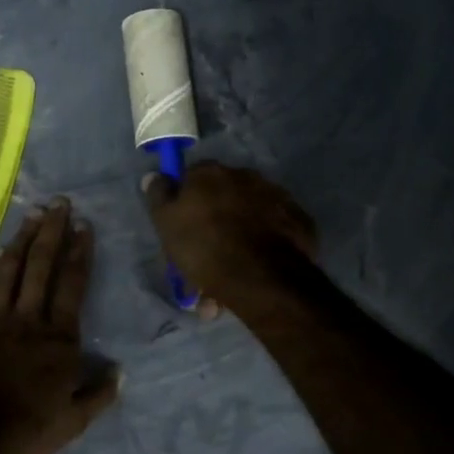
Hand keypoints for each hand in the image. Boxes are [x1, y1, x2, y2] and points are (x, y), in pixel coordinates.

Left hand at [0, 198, 121, 453]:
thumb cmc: (25, 433)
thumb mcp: (73, 423)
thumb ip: (97, 395)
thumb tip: (120, 372)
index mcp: (58, 339)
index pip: (73, 285)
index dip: (80, 252)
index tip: (85, 226)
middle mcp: (27, 319)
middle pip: (41, 266)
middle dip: (53, 232)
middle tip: (59, 203)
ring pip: (9, 271)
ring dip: (22, 241)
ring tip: (32, 216)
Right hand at [142, 162, 317, 309]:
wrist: (261, 278)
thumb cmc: (204, 246)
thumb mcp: (166, 223)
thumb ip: (158, 195)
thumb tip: (154, 175)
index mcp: (211, 173)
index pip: (192, 179)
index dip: (185, 204)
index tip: (182, 230)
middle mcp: (246, 176)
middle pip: (223, 199)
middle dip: (213, 227)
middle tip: (204, 262)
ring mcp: (277, 197)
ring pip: (248, 219)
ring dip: (237, 241)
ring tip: (228, 280)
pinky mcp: (299, 222)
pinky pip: (274, 232)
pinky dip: (263, 247)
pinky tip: (255, 271)